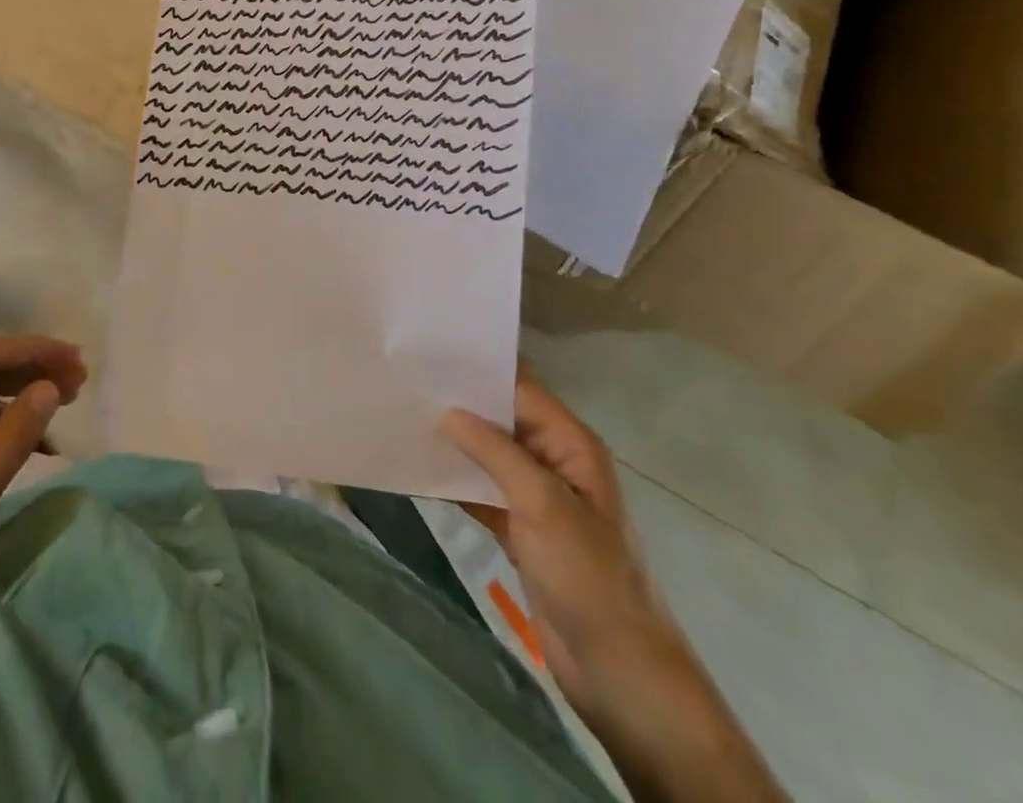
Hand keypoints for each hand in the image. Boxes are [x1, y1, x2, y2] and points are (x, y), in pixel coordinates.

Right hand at [440, 375, 676, 715]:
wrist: (619, 670)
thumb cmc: (588, 576)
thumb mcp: (542, 504)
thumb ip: (495, 451)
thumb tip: (448, 411)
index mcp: (571, 445)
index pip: (521, 389)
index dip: (480, 369)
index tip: (431, 351)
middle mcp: (553, 462)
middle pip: (501, 418)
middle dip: (460, 402)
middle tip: (407, 380)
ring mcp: (536, 497)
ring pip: (488, 454)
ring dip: (453, 441)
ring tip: (404, 415)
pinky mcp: (520, 529)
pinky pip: (482, 490)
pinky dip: (455, 480)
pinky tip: (419, 467)